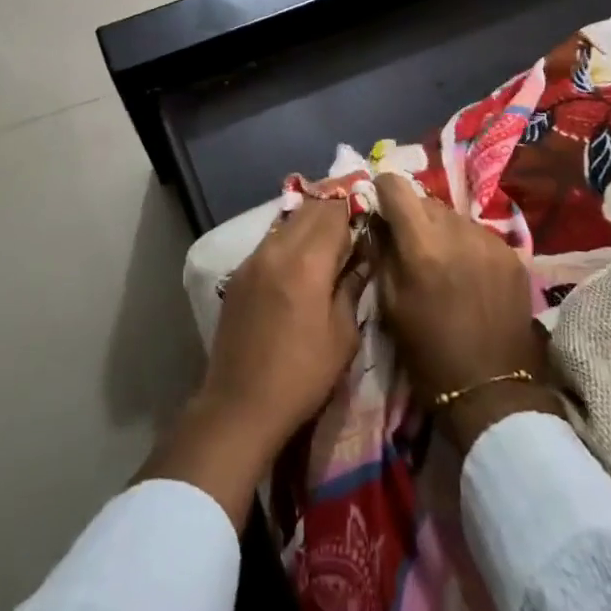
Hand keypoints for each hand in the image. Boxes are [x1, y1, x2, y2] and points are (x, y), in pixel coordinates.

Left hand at [201, 196, 361, 448]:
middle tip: (355, 221)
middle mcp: (276, 250)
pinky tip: (302, 258)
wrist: (240, 404)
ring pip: (287, 222)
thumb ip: (352, 286)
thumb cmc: (303, 375)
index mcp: (306, 263)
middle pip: (308, 209)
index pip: (333, 212)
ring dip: (310, 222)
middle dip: (333, 209)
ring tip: (331, 238)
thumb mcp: (343, 335)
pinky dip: (290, 238)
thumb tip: (363, 256)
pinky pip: (270, 241)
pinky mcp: (239, 273)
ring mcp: (252, 259)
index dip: (354, 206)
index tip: (371, 211)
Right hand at [375, 174, 560, 452]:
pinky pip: (479, 234)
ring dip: (441, 229)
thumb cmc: (428, 352)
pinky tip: (467, 273)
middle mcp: (458, 232)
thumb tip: (375, 220)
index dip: (383, 191)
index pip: (396, 186)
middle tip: (408, 242)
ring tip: (440, 260)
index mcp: (422, 245)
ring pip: (454, 216)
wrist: (492, 390)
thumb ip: (381, 252)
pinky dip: (467, 244)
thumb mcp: (389, 304)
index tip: (379, 205)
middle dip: (412, 214)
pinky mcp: (513, 254)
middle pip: (426, 199)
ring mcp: (490, 241)